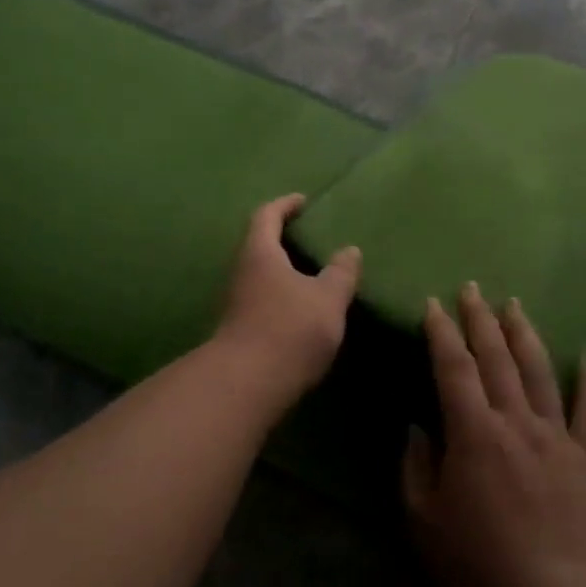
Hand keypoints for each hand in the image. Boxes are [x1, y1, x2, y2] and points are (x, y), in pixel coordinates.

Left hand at [215, 195, 361, 397]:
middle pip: (259, 244)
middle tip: (312, 239)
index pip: (267, 215)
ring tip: (313, 274)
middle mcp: (241, 272)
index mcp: (260, 253)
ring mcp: (236, 302)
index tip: (303, 202)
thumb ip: (340, 273)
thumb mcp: (327, 298)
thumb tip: (349, 250)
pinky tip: (302, 308)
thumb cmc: (290, 329)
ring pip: (260, 274)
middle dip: (283, 238)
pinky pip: (262, 298)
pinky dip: (281, 294)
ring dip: (283, 269)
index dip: (285, 205)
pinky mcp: (239, 328)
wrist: (247, 384)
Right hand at [403, 285, 585, 586]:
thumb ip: (417, 467)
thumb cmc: (478, 572)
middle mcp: (516, 423)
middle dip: (480, 320)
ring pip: (541, 373)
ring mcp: (558, 440)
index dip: (441, 332)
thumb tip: (420, 428)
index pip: (453, 367)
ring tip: (514, 306)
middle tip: (472, 289)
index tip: (434, 305)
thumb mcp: (424, 522)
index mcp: (473, 434)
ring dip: (524, 335)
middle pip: (496, 358)